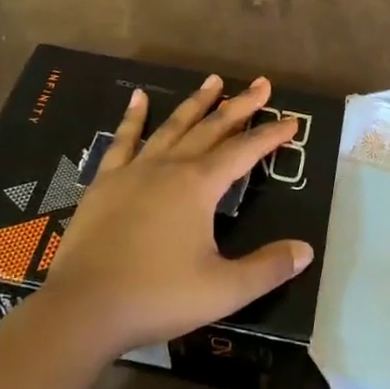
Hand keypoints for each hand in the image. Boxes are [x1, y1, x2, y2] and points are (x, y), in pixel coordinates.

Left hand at [38, 74, 311, 357]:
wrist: (83, 308)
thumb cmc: (157, 296)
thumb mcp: (223, 290)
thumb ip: (267, 268)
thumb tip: (306, 249)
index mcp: (199, 186)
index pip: (244, 151)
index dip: (270, 135)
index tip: (292, 120)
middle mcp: (170, 166)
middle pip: (211, 128)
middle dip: (240, 106)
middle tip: (262, 84)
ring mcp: (134, 170)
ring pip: (172, 126)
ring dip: (196, 103)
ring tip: (214, 80)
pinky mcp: (105, 182)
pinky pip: (123, 140)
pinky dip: (133, 116)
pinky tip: (138, 97)